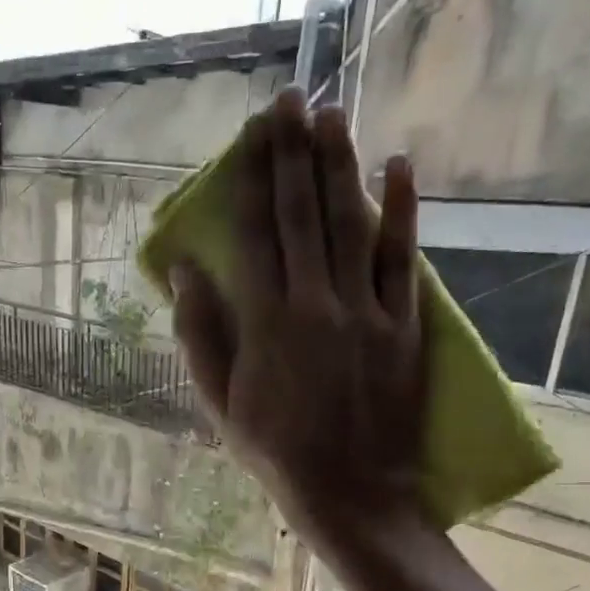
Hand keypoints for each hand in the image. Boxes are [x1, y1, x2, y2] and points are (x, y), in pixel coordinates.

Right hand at [171, 89, 425, 543]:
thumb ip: (200, 337)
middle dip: (293, 154)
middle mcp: (315, 303)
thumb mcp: (219, 403)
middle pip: (302, 216)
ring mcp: (365, 311)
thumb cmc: (274, 450)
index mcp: (265, 323)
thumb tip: (185, 274)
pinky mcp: (404, 324)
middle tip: (290, 100)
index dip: (250, 180)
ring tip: (332, 116)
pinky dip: (402, 213)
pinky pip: (404, 260)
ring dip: (341, 167)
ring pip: (352, 225)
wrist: (350, 490)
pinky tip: (400, 169)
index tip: (250, 135)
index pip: (255, 236)